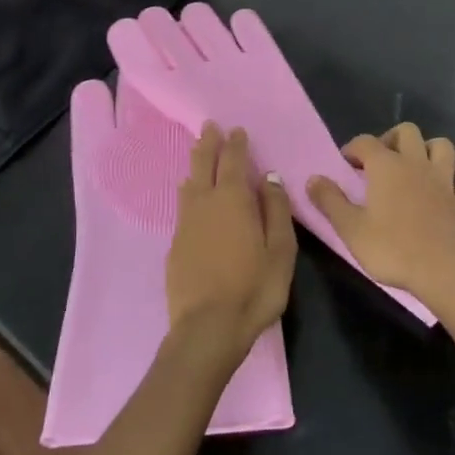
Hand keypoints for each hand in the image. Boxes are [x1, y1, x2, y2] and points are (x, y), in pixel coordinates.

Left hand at [166, 124, 296, 369]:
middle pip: (205, 164)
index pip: (234, 161)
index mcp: (234, 199)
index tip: (236, 130)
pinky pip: (182, 204)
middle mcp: (205, 202)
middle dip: (209, 143)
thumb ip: (275, 210)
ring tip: (198, 151)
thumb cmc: (253, 289)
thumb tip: (270, 178)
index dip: (236, 144)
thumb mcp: (280, 250)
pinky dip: (188, 190)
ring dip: (195, 163)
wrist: (206, 328)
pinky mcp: (175, 244)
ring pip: (190, 182)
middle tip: (210, 126)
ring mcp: (186, 223)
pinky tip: (188, 192)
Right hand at [307, 123, 454, 320]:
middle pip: (407, 132)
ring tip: (416, 166)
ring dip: (429, 150)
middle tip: (381, 161)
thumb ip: (329, 200)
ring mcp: (445, 181)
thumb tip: (312, 178)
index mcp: (386, 167)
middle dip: (392, 139)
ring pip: (442, 146)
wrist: (444, 275)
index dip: (353, 148)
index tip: (346, 164)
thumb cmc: (393, 250)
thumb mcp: (350, 229)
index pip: (365, 142)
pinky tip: (454, 185)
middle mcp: (416, 164)